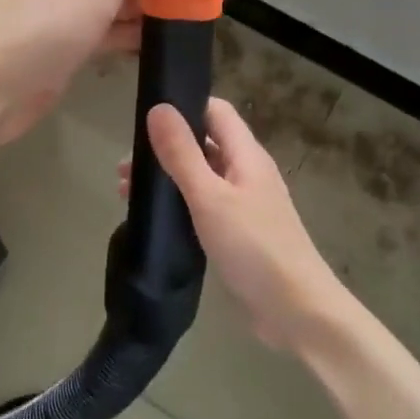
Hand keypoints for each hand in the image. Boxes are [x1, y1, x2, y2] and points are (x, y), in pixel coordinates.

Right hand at [124, 97, 350, 352]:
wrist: (296, 312)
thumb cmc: (254, 247)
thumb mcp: (210, 197)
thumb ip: (182, 153)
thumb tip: (158, 108)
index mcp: (246, 155)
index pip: (215, 111)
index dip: (183, 106)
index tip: (143, 119)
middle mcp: (247, 173)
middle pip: (204, 144)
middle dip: (165, 149)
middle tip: (123, 171)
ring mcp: (245, 205)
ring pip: (201, 177)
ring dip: (168, 179)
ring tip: (127, 196)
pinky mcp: (239, 235)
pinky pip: (205, 207)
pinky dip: (179, 206)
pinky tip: (156, 222)